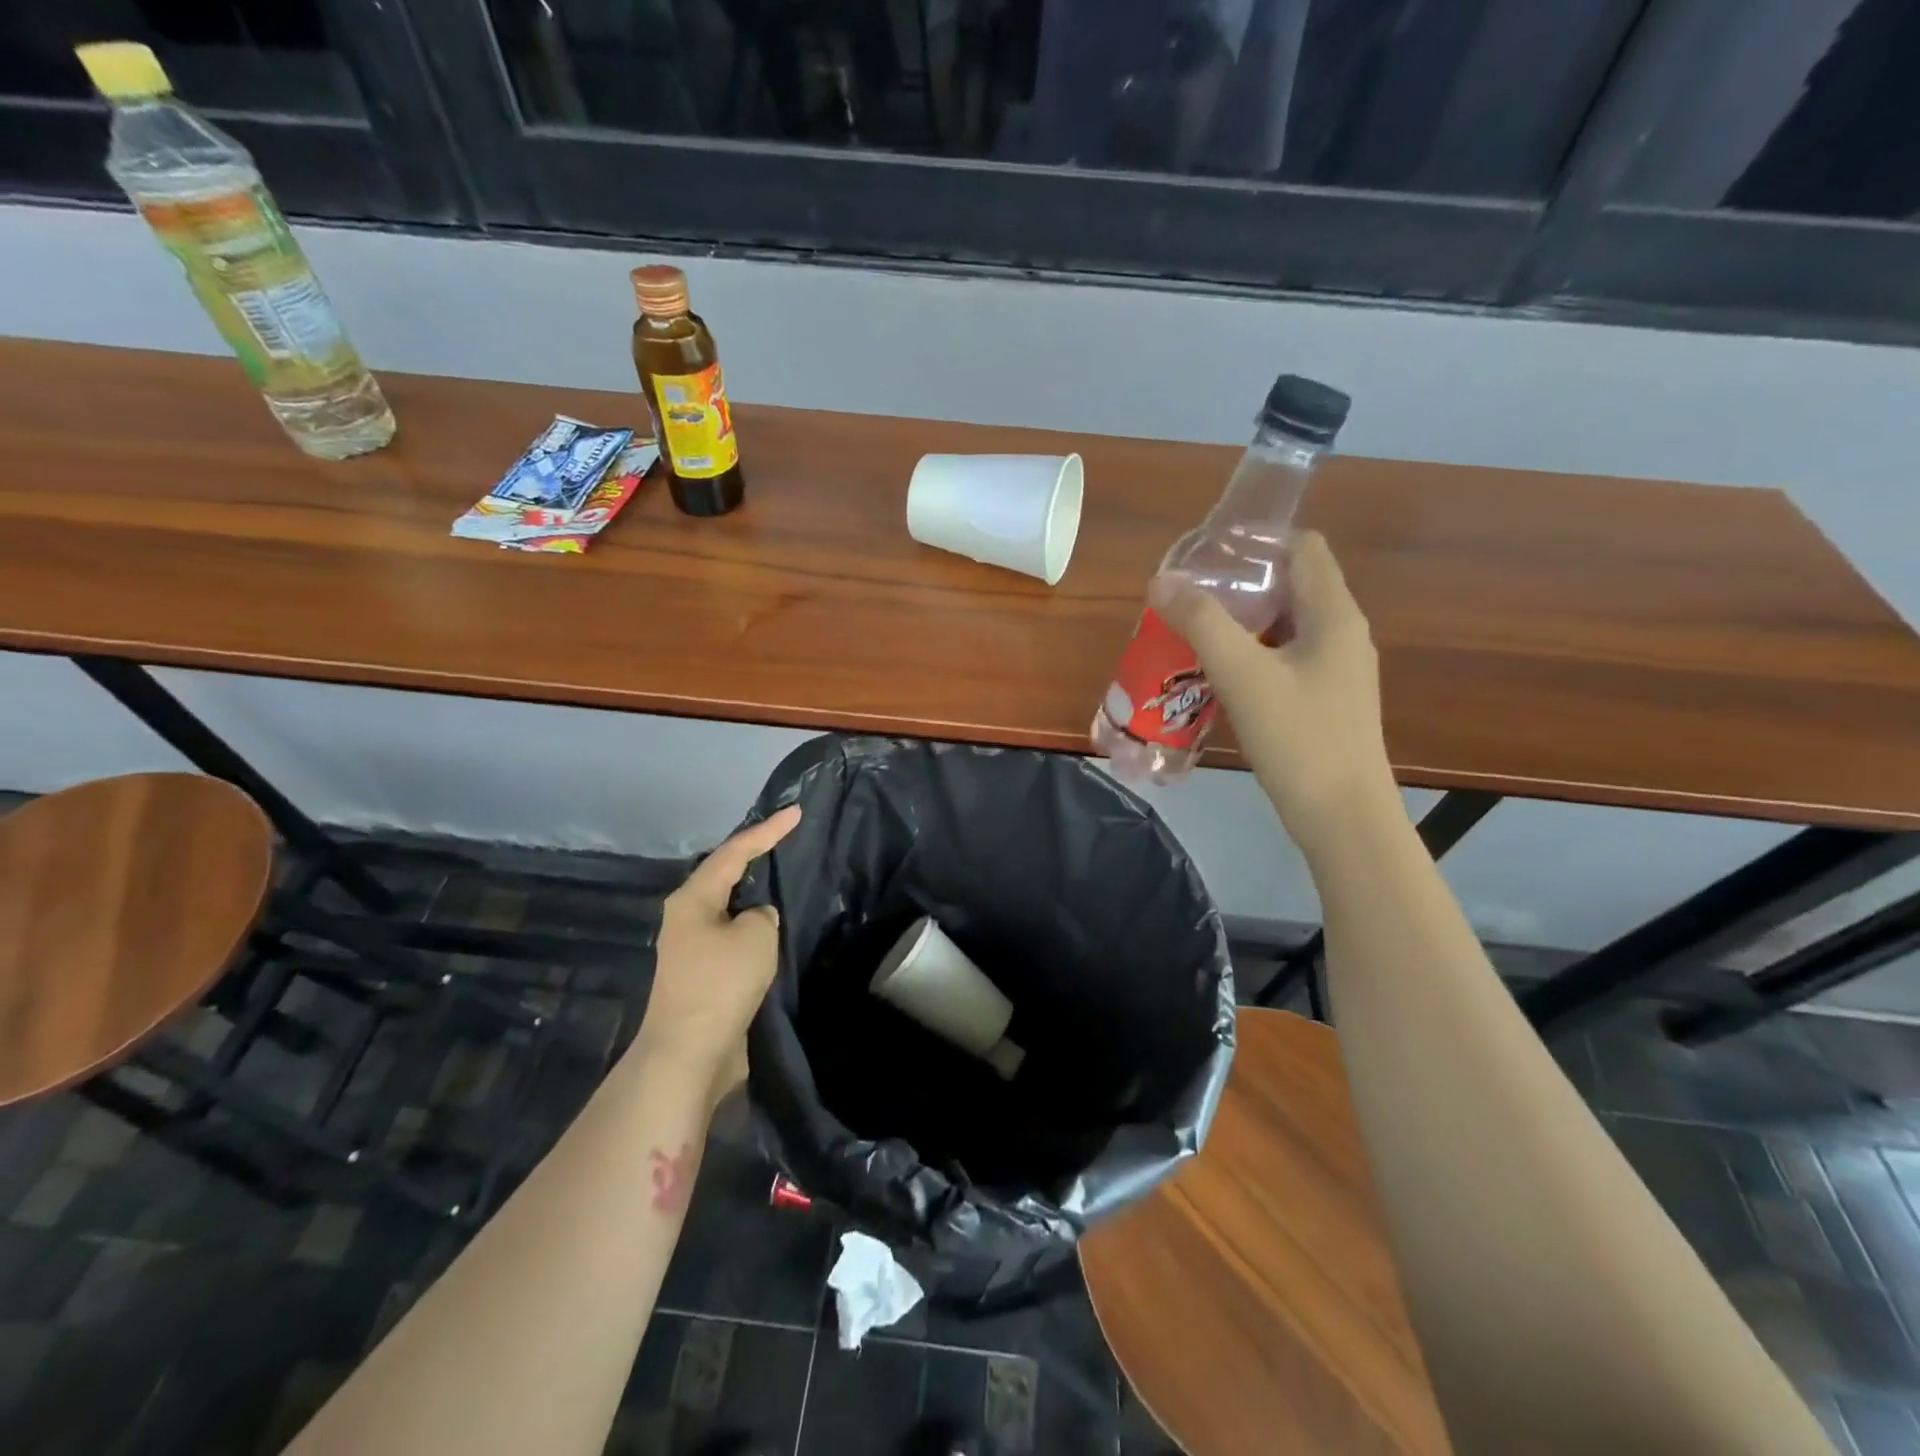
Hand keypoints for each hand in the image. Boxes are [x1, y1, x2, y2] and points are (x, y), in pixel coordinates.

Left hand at [635, 806, 800, 1098]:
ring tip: (787, 878)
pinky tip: (776, 927)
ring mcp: (692, 947)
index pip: (735, 852)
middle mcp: (687, 916)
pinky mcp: (704, 974)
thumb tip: (758, 919)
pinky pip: (734, 936)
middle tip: (788, 840)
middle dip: (756, 857)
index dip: (767, 830)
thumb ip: (764, 914)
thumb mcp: (756, 936)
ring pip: (731, 908)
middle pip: (726, 875)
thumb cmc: (721, 983)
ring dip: (756, 895)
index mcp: (693, 898)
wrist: (690, 1052)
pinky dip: (755, 927)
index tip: (796, 812)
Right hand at [1150, 531, 1394, 855]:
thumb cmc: (1298, 738)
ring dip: (1242, 625)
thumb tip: (1161, 581)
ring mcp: (1336, 671)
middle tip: (1188, 596)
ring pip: (1285, 627)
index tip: (1208, 556)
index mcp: (1333, 615)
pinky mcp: (1325, 701)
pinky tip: (1217, 676)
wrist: (1342, 817)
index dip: (1258, 543)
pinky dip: (1252, 656)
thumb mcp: (1242, 674)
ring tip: (1192, 632)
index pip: (1304, 548)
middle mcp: (1342, 634)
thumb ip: (1201, 623)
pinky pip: (1285, 660)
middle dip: (1240, 586)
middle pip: (1291, 586)